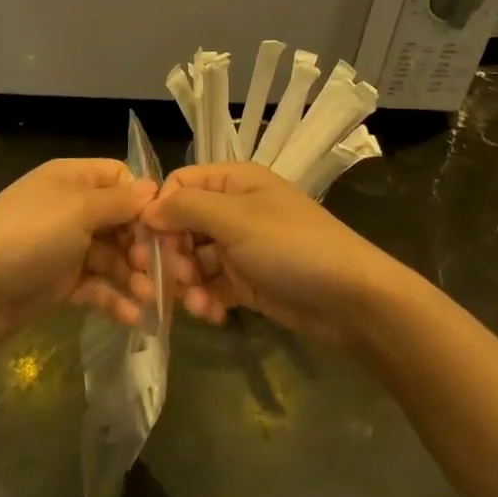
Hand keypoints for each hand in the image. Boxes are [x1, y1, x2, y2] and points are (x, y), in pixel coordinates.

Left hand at [0, 158, 156, 350]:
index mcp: (71, 179)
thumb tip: (154, 188)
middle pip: (121, 221)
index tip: (166, 228)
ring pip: (112, 257)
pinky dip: (115, 299)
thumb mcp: (78, 210)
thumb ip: (120, 201)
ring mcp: (64, 246)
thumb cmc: (28, 237)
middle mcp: (70, 208)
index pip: (121, 179)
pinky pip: (95, 286)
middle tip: (163, 271)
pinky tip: (136, 318)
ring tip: (152, 299)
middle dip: (144, 245)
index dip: (145, 202)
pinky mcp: (59, 282)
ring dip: (134, 276)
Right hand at [140, 163, 408, 347]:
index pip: (180, 185)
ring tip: (199, 305)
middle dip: (173, 254)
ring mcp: (241, 247)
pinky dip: (207, 300)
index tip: (147, 243)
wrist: (351, 299)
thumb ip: (186, 208)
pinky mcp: (248, 281)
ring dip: (189, 283)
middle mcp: (234, 209)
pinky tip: (213, 315)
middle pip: (182, 225)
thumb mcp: (235, 219)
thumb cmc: (292, 247)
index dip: (160, 211)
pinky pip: (212, 285)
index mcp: (234, 181)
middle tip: (175, 280)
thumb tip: (146, 209)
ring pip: (194, 259)